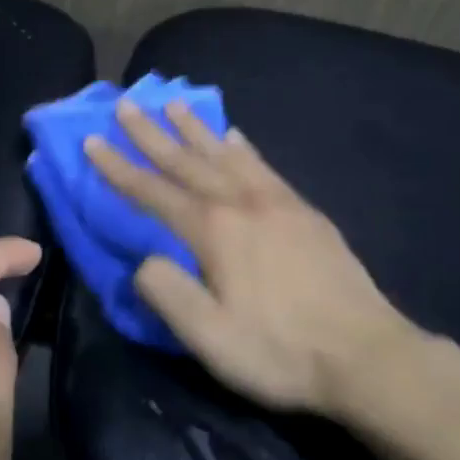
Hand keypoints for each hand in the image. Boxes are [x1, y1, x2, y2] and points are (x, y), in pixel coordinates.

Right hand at [85, 102, 456, 415]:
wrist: (366, 355)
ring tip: (174, 104)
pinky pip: (264, 167)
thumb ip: (168, 294)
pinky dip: (243, 147)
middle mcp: (242, 204)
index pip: (153, 192)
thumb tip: (144, 261)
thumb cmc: (281, 351)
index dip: (119, 168)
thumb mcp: (210, 338)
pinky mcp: (306, 212)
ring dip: (195, 129)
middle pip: (187, 161)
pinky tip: (235, 137)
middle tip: (126, 103)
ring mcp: (278, 203)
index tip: (92, 141)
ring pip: (226, 155)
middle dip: (152, 133)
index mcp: (214, 231)